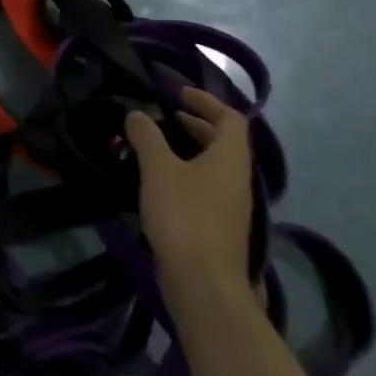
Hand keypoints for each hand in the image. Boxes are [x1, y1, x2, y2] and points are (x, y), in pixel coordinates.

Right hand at [125, 87, 254, 296]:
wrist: (203, 281)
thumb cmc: (184, 216)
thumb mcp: (158, 169)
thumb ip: (147, 137)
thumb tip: (137, 114)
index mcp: (230, 159)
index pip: (231, 118)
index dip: (207, 101)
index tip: (178, 94)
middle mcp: (237, 179)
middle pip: (224, 142)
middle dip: (195, 125)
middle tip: (163, 118)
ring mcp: (231, 206)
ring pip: (213, 166)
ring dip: (188, 150)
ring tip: (154, 148)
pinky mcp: (219, 226)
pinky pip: (205, 187)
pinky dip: (185, 174)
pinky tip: (158, 183)